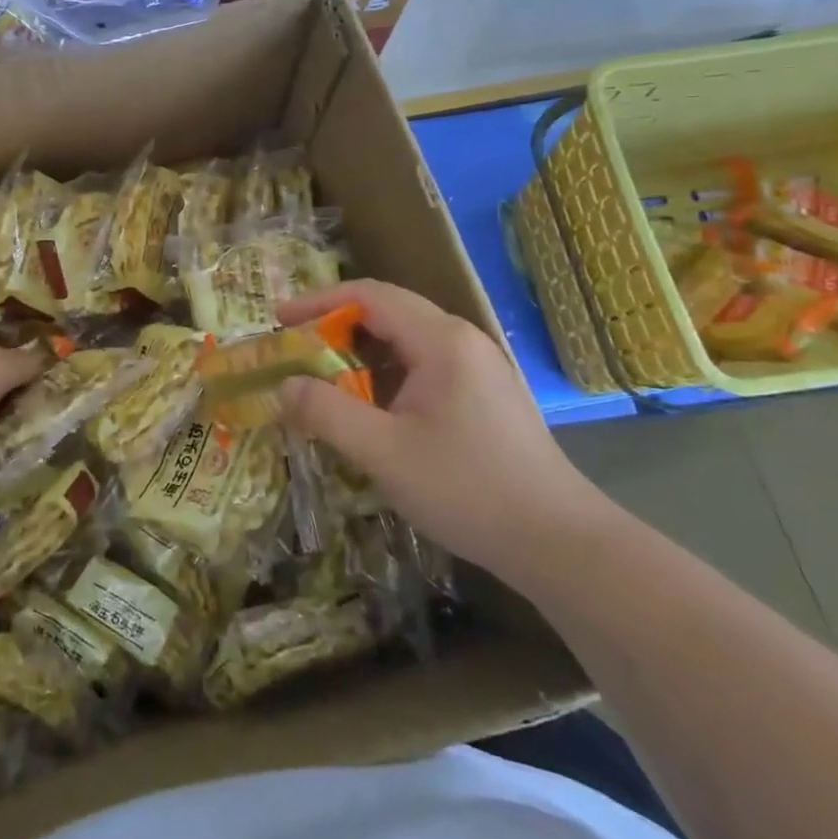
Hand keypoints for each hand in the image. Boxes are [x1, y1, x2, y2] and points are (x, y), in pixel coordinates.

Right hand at [277, 280, 606, 580]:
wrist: (559, 543)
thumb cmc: (467, 489)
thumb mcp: (383, 452)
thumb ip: (326, 412)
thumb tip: (284, 385)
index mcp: (440, 341)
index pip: (369, 295)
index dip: (318, 302)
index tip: (279, 321)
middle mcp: (461, 341)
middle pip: (387, 312)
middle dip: (335, 328)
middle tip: (295, 353)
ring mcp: (478, 367)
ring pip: (405, 342)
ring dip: (359, 354)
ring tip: (324, 382)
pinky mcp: (484, 394)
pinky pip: (423, 366)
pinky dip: (385, 376)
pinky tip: (370, 410)